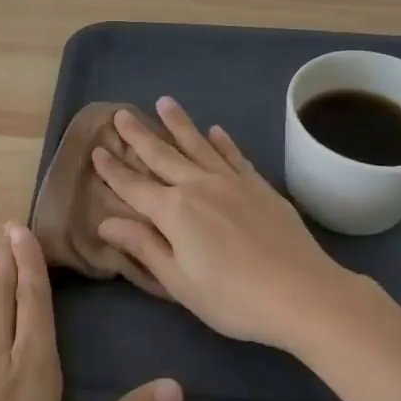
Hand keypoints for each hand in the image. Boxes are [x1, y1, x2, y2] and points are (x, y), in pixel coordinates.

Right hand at [92, 97, 360, 351]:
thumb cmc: (233, 298)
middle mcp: (198, 186)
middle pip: (162, 155)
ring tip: (164, 102)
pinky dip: (222, 141)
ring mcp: (231, 182)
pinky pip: (234, 156)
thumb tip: (106, 221)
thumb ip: (144, 247)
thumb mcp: (179, 281)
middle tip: (121, 114)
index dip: (113, 170)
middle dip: (139, 135)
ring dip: (178, 124)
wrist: (303, 293)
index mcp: (173, 211)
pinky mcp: (259, 186)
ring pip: (198, 145)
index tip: (97, 150)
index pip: (133, 186)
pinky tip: (215, 130)